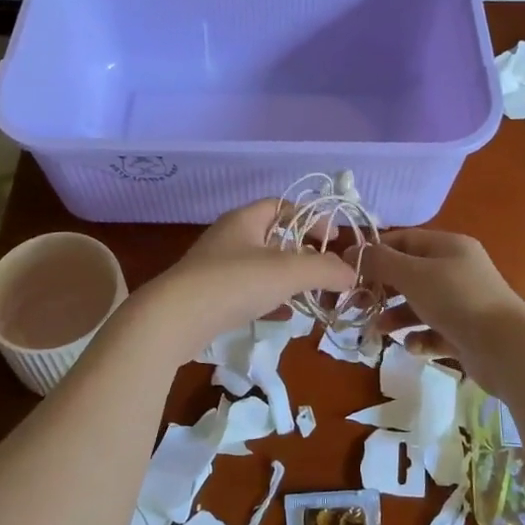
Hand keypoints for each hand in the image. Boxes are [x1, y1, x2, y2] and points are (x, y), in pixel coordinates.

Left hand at [131, 199, 355, 359]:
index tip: (332, 240)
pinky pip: (247, 291)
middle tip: (324, 271)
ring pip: (261, 266)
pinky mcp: (208, 296)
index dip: (311, 218)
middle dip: (302, 253)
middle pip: (273, 236)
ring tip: (309, 296)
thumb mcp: (288, 272)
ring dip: (287, 279)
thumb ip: (324, 270)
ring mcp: (215, 267)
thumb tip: (351, 274)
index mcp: (245, 219)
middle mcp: (229, 237)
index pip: (283, 205)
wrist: (174, 319)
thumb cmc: (234, 283)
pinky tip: (283, 316)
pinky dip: (269, 299)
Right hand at [361, 228, 524, 387]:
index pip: (405, 239)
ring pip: (419, 305)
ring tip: (378, 331)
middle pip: (410, 274)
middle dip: (382, 288)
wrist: (506, 348)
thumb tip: (352, 252)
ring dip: (396, 316)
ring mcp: (463, 303)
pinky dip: (419, 337)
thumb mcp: (412, 274)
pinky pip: (433, 331)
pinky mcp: (465, 333)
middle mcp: (457, 270)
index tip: (349, 268)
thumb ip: (380, 262)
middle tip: (357, 303)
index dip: (376, 251)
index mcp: (449, 246)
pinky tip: (412, 345)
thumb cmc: (456, 299)